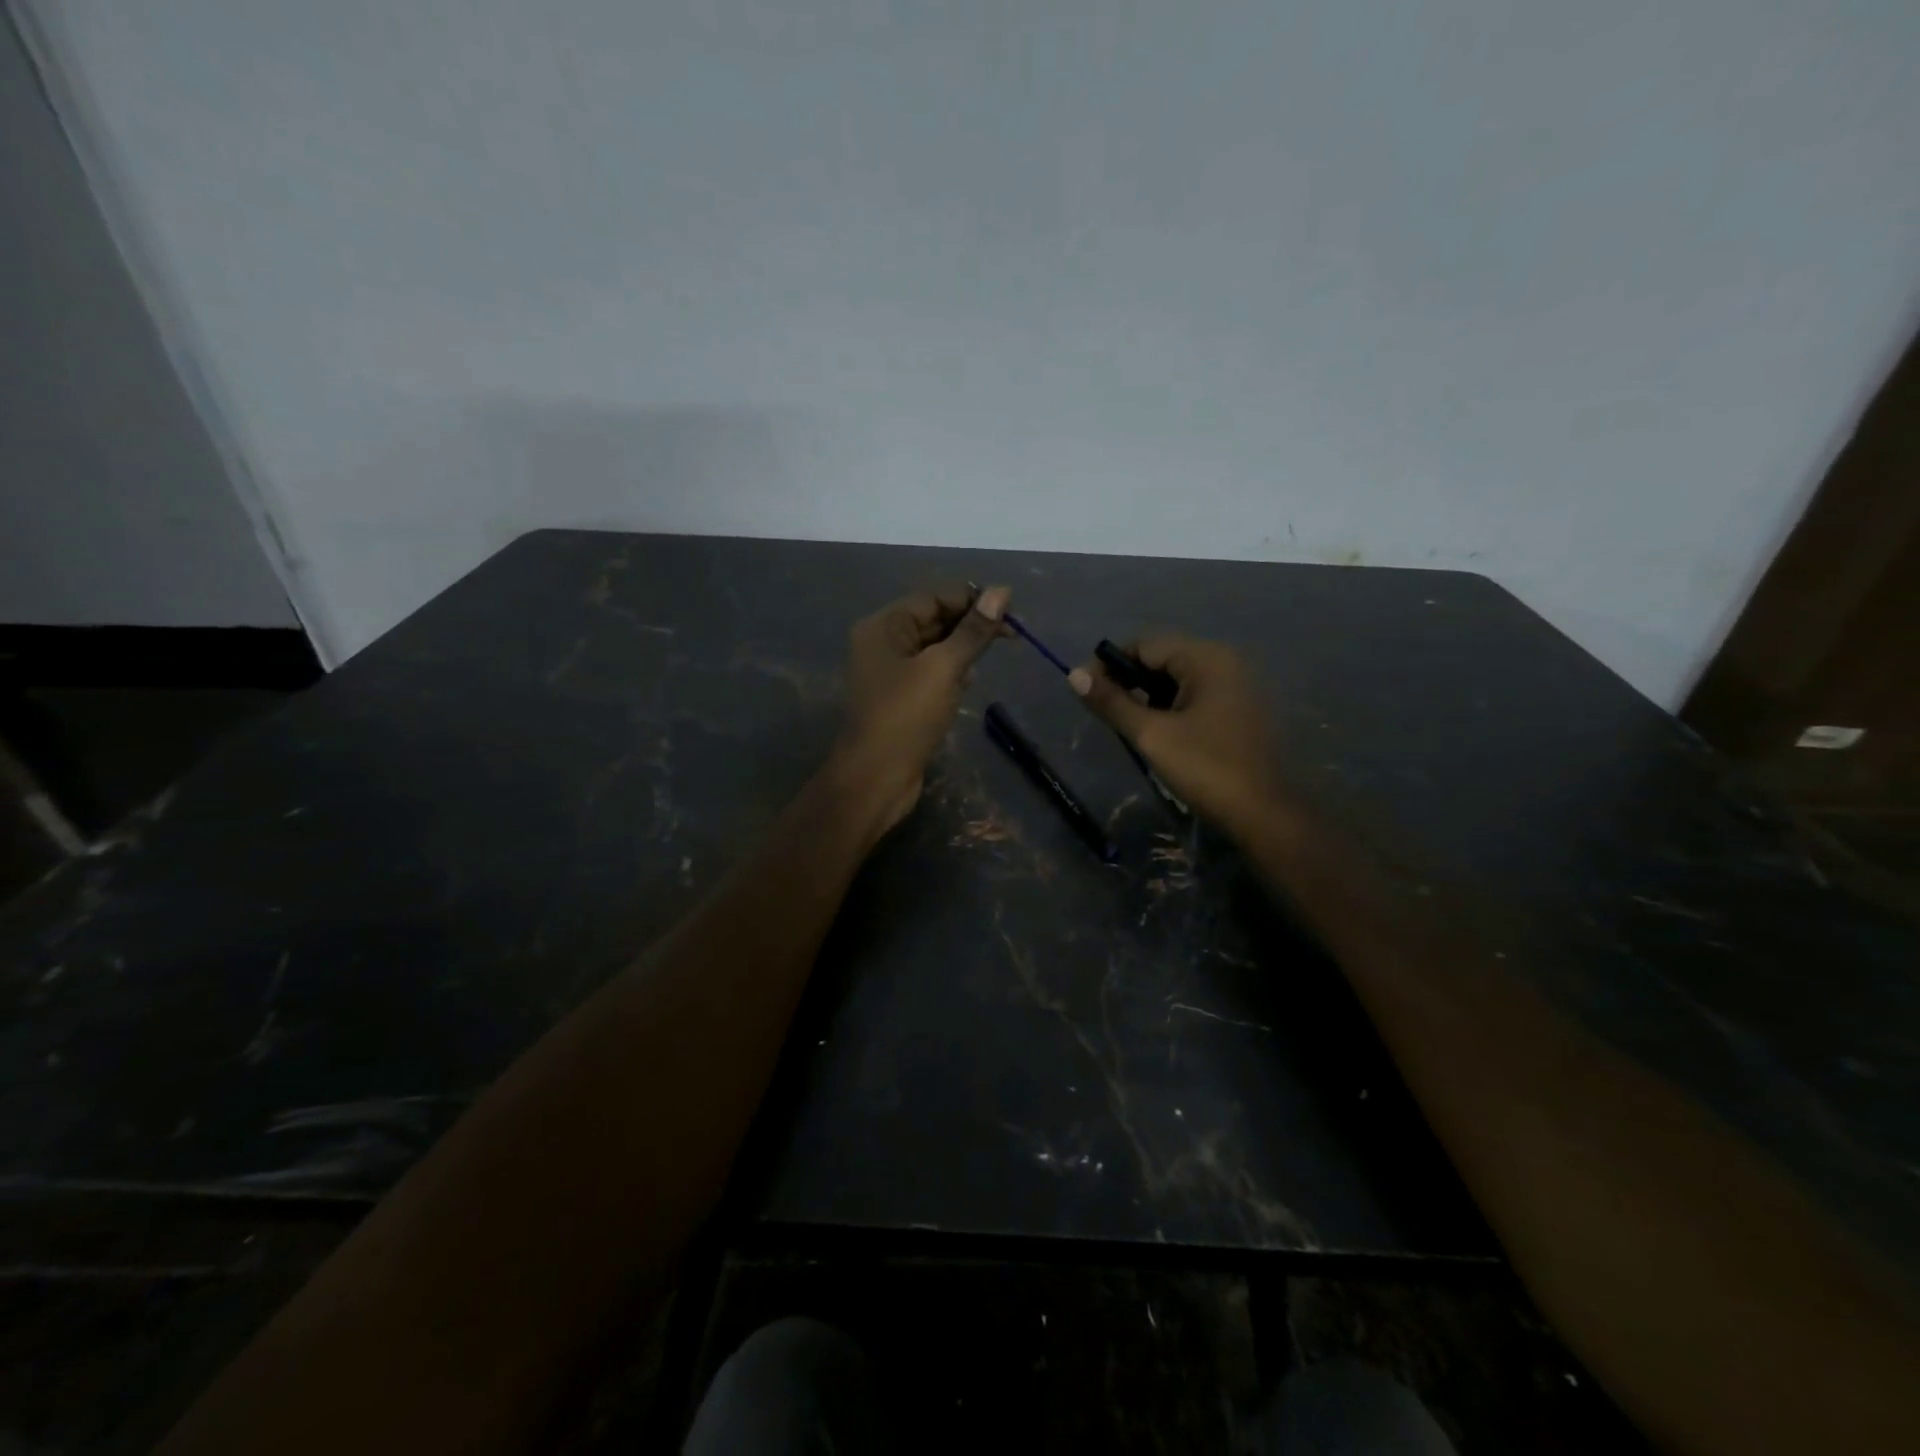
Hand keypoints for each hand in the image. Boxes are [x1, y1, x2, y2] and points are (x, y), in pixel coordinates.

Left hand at [835, 583, 1011, 832]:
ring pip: (934, 648)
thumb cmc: (906, 717)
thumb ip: (973, 632)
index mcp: (883, 627)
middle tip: (1013, 635)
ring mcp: (889, 674)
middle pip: (933, 620)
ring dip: (964, 648)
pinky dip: (953, 672)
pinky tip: (972, 681)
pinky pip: (930, 673)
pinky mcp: (900, 699)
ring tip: (997, 653)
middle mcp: (882, 644)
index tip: (1010, 609)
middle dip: (970, 624)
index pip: (932, 598)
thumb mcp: (943, 668)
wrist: (875, 779)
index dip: (971, 599)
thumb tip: (1001, 592)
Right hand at [1067, 634, 1283, 841]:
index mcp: (1206, 658)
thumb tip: (1074, 675)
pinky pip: (1196, 694)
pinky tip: (1159, 731)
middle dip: (1129, 680)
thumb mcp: (1151, 735)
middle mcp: (1225, 661)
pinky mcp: (1240, 708)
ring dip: (1149, 695)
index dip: (1109, 665)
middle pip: (1163, 657)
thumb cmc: (1206, 769)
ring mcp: (1237, 684)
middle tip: (1106, 712)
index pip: (1144, 644)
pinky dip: (1172, 706)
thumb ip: (1112, 702)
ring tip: (1129, 725)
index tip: (1086, 693)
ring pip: (1178, 677)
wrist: (1265, 815)